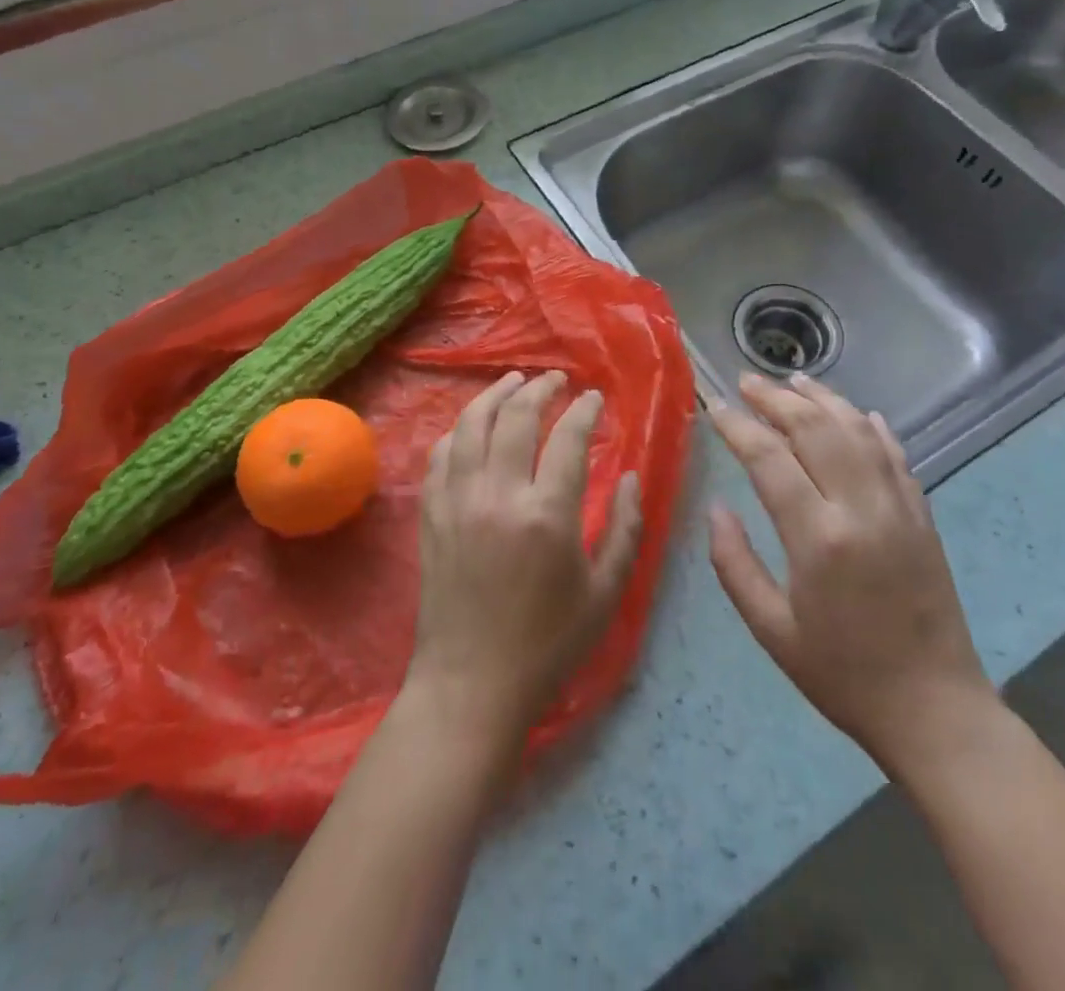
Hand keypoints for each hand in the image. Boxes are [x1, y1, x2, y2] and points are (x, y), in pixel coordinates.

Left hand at [407, 370, 642, 748]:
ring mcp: (458, 501)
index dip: (584, 410)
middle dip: (540, 389)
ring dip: (494, 395)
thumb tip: (633, 476)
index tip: (595, 398)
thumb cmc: (548, 644)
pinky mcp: (431, 513)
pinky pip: (441, 454)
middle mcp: (498, 495)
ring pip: (472, 424)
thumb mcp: (605, 593)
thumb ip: (627, 529)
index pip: (568, 438)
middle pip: (517, 417)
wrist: (471, 684)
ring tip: (513, 381)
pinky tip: (473, 425)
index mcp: (547, 515)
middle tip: (555, 379)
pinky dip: (459, 430)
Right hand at [707, 373, 997, 779]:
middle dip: (777, 398)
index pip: (770, 458)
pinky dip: (872, 426)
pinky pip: (895, 455)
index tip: (715, 406)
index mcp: (818, 538)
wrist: (935, 711)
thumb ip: (734, 564)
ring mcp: (899, 508)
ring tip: (793, 380)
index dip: (738, 426)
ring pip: (858, 430)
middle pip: (816, 429)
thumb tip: (717, 508)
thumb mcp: (771, 630)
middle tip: (748, 381)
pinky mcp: (923, 516)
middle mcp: (861, 509)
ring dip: (823, 399)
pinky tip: (855, 412)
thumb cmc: (842, 675)